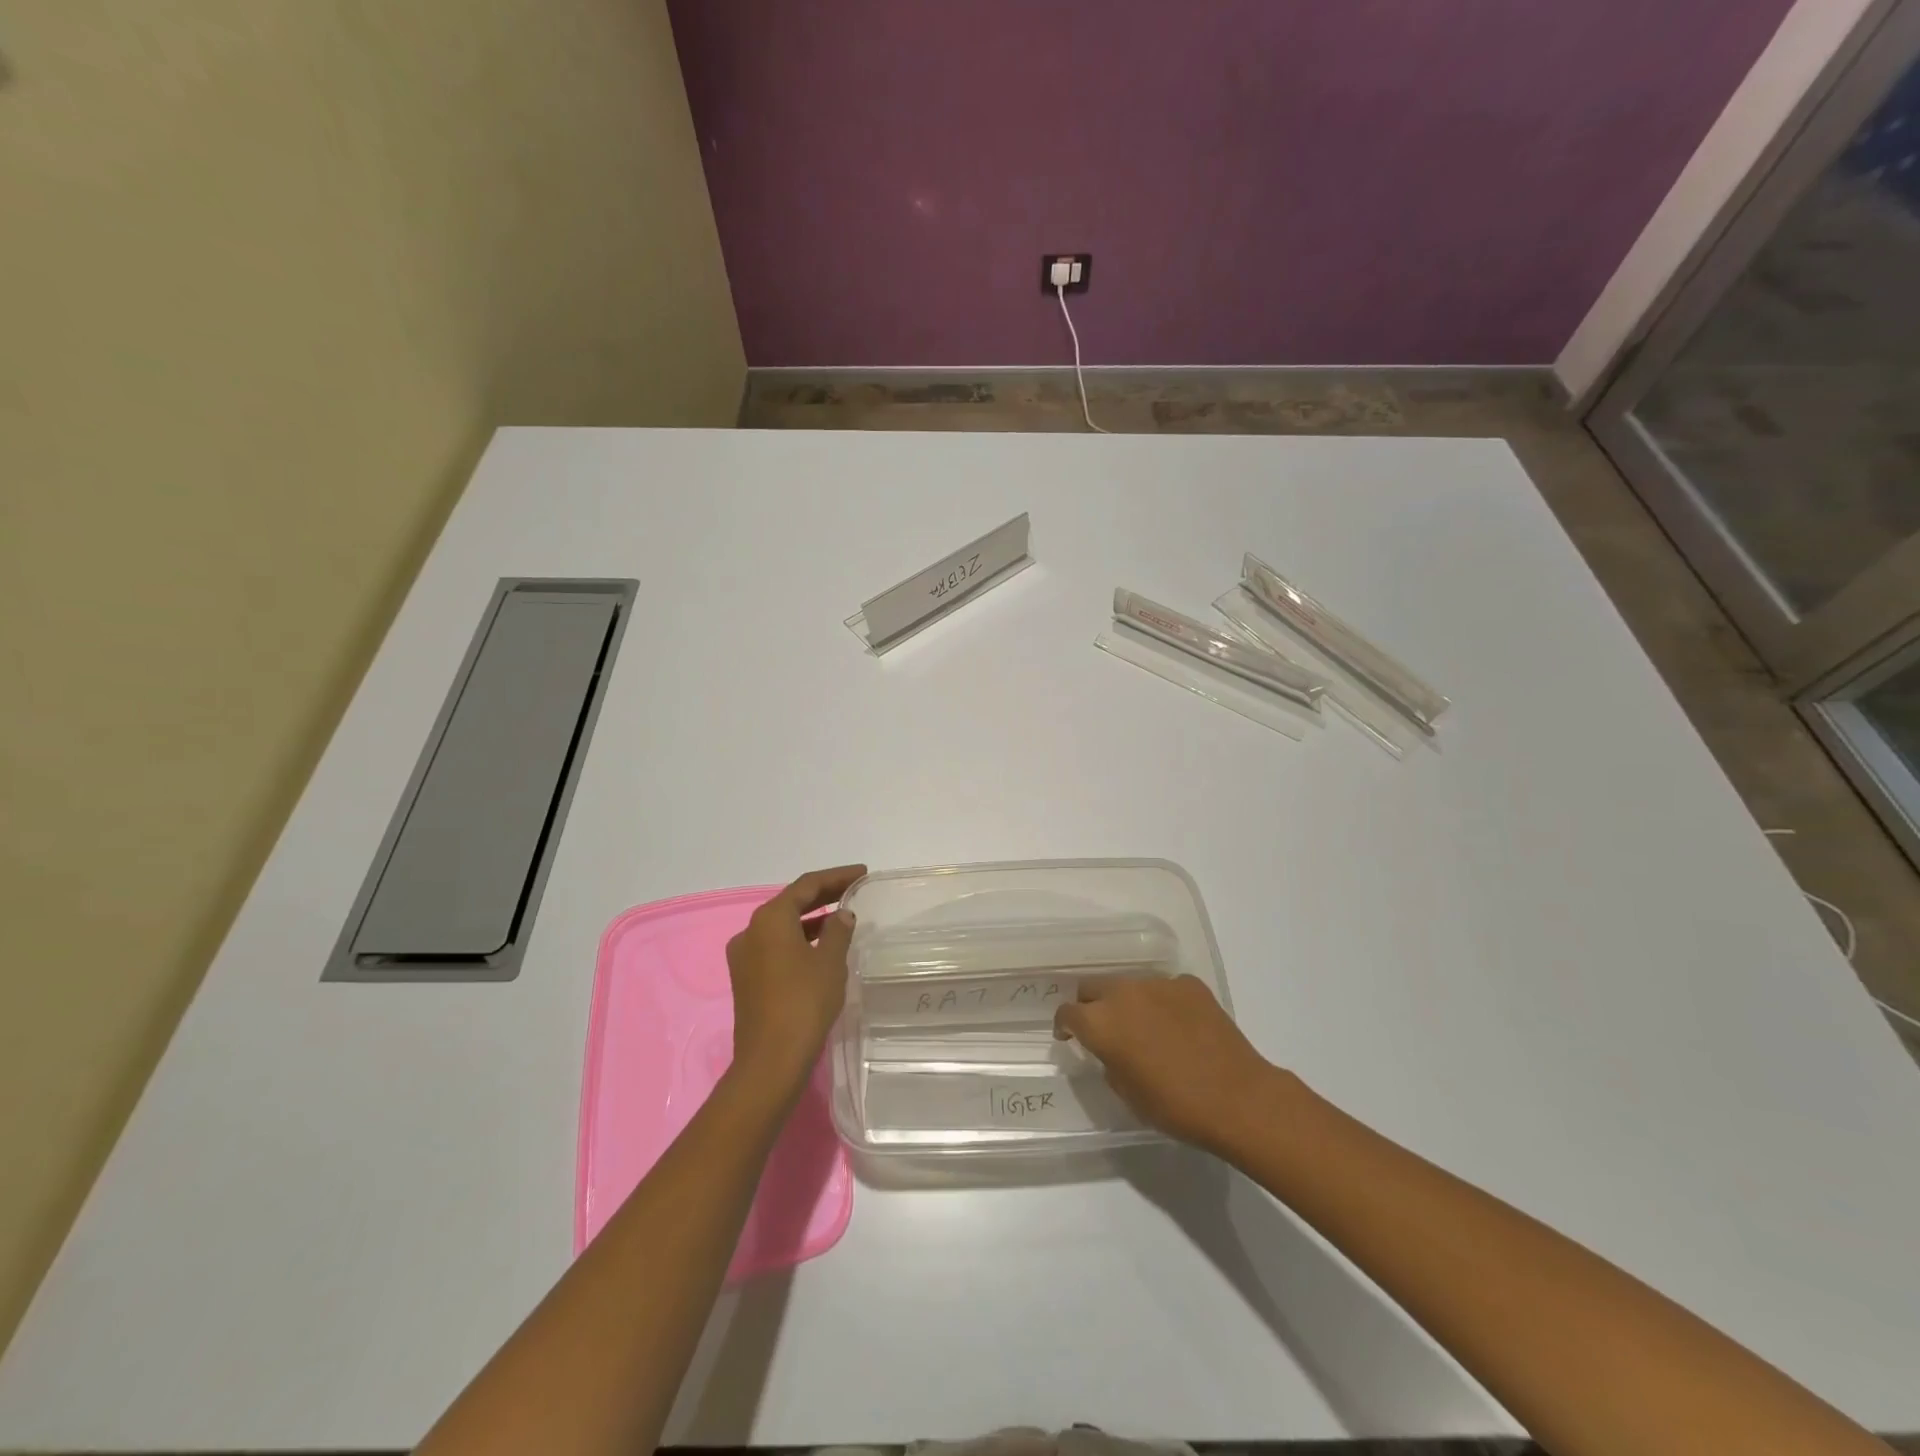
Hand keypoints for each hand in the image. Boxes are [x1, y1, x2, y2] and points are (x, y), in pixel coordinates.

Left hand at [725, 864, 864, 1104]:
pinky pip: (776, 947)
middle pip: (791, 903)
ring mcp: (744, 956)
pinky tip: (821, 949)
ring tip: (842, 918)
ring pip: (782, 927)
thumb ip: (838, 931)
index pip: (807, 885)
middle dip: (823, 895)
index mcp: (770, 919)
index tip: (861, 873)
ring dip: (811, 919)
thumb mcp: (830, 962)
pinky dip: (799, 940)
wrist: (770, 1061)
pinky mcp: (746, 979)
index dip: (836, 877)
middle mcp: (751, 931)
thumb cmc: (804, 1003)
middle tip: (853, 890)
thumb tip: (842, 915)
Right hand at [1054, 974, 1275, 1154]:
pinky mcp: (1189, 984)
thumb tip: (1110, 1049)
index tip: (1069, 1038)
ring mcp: (1158, 984)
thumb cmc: (1175, 1106)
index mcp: (1101, 1023)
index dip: (1065, 1026)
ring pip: (1129, 985)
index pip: (1067, 1012)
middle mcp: (1123, 993)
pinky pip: (1164, 989)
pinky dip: (1163, 1003)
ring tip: (1146, 1028)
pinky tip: (1179, 1027)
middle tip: (1103, 1030)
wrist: (1237, 1098)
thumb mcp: (1127, 1093)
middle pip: (1092, 987)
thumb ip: (1108, 1061)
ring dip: (1128, 1003)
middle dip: (1091, 1005)